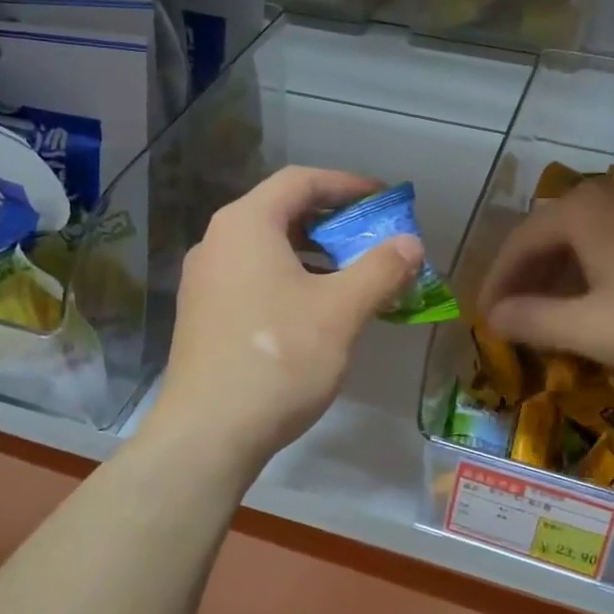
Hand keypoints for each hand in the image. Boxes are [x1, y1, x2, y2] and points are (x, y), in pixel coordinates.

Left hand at [144, 167, 423, 472]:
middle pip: (282, 213)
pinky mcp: (203, 316)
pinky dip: (291, 281)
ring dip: (315, 256)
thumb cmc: (279, 357)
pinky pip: (254, 279)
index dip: (347, 184)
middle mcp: (218, 242)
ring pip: (268, 250)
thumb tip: (410, 243)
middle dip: (333, 223)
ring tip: (353, 278)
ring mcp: (205, 281)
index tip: (384, 201)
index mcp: (246, 225)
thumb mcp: (341, 310)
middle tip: (373, 241)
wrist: (208, 432)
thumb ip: (380, 269)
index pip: (301, 181)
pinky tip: (317, 313)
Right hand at [475, 175, 613, 382]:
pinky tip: (604, 302)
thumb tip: (493, 316)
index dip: (497, 282)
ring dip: (563, 276)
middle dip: (528, 278)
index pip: (520, 241)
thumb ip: (533, 320)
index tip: (484, 318)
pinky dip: (598, 272)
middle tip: (514, 318)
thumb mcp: (591, 329)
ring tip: (553, 315)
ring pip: (588, 238)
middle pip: (553, 234)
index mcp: (582, 210)